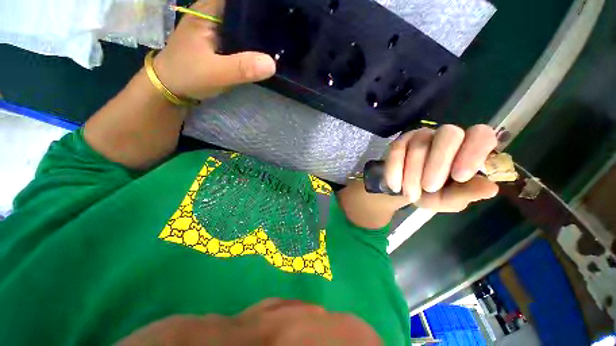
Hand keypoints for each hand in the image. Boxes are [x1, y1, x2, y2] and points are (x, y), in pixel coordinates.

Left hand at [152, 0, 276, 99]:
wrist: (171, 86)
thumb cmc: (187, 74)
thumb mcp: (215, 72)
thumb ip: (241, 68)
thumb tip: (272, 64)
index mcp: (209, 9)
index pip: (239, 0)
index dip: (259, 5)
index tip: (280, 10)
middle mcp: (215, 13)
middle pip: (244, 9)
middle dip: (264, 17)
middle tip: (285, 27)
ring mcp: (219, 27)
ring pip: (245, 23)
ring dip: (260, 30)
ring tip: (281, 37)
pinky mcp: (222, 41)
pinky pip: (242, 37)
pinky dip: (254, 43)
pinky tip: (266, 50)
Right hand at [384, 124, 498, 211]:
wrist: (402, 191)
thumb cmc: (431, 194)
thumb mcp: (450, 199)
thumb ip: (467, 194)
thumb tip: (490, 188)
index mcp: (468, 148)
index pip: (481, 135)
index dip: (473, 152)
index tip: (459, 177)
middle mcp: (447, 137)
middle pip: (449, 134)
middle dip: (438, 163)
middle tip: (430, 188)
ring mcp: (421, 136)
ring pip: (419, 144)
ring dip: (413, 173)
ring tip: (411, 195)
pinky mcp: (400, 142)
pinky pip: (397, 150)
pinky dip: (395, 169)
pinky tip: (395, 186)